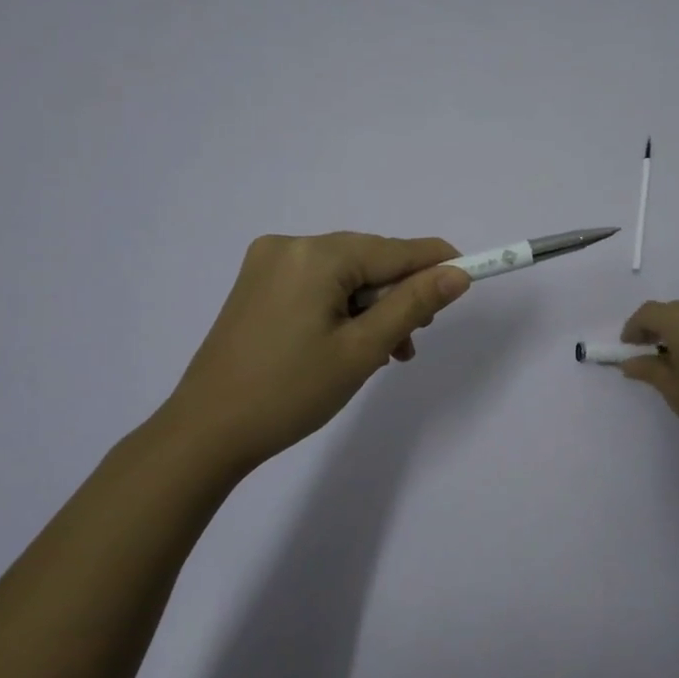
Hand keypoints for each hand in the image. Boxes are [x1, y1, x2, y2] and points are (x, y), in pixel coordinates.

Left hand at [161, 232, 470, 479]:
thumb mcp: (362, 349)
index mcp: (315, 255)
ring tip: (385, 354)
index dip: (436, 263)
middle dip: (398, 297)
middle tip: (413, 340)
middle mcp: (289, 246)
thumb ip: (413, 305)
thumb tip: (457, 274)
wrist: (206, 432)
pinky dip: (342, 310)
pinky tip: (351, 344)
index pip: (394, 250)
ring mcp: (268, 265)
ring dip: (372, 308)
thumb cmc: (290, 393)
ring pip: (345, 276)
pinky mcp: (258, 286)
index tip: (472, 276)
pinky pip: (318, 285)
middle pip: (368, 260)